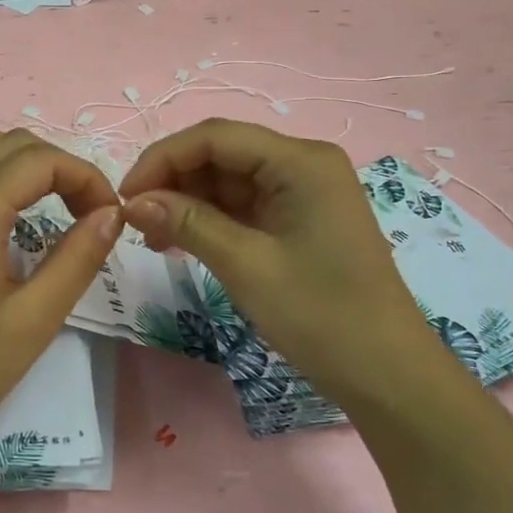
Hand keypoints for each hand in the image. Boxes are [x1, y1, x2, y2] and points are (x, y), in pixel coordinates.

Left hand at [0, 124, 123, 465]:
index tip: (108, 216)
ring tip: (39, 193)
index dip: (86, 178)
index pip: (41, 160)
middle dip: (57, 166)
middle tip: (85, 213)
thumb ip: (78, 258)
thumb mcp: (35, 319)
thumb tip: (111, 214)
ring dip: (10, 153)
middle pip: (9, 143)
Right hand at [119, 119, 440, 403]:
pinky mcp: (299, 220)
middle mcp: (303, 164)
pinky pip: (244, 206)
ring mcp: (303, 192)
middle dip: (173, 182)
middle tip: (134, 221)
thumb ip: (186, 223)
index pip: (214, 137)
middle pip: (221, 154)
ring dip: (187, 203)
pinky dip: (210, 220)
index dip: (162, 159)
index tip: (124, 197)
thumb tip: (131, 202)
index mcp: (300, 160)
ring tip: (151, 238)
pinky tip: (179, 242)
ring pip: (228, 180)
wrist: (388, 375)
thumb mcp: (246, 265)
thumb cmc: (321, 315)